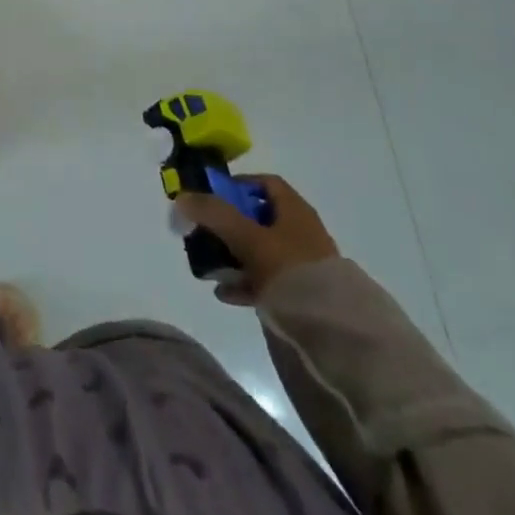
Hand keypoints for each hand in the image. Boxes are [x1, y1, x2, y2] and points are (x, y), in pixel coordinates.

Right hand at [174, 175, 337, 303]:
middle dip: (228, 224)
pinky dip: (244, 282)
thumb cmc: (289, 269)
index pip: (265, 184)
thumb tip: (182, 196)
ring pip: (260, 250)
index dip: (238, 184)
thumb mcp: (248, 237)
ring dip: (233, 255)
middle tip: (204, 233)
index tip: (212, 195)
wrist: (332, 330)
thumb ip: (214, 215)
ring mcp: (302, 264)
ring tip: (208, 267)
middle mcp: (301, 232)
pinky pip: (266, 280)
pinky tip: (224, 293)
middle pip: (258, 218)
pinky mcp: (300, 293)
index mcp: (295, 211)